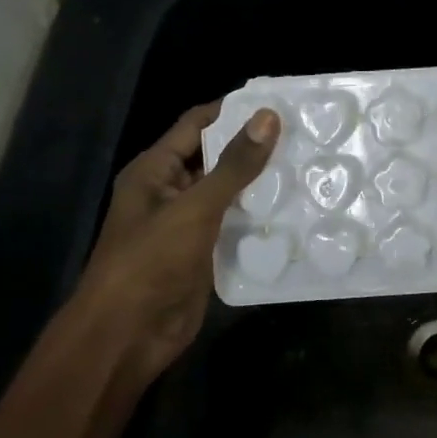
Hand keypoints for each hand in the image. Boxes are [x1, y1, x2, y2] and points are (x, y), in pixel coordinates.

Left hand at [82, 102, 280, 391]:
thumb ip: (234, 166)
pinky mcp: (203, 254)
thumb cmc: (151, 261)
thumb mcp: (195, 207)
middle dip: (254, 149)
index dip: (233, 112)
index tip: (279, 104)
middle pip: (215, 159)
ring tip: (309, 169)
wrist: (127, 334)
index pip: (197, 125)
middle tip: (305, 137)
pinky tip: (295, 213)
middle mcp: (170, 191)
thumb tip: (268, 117)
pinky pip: (233, 227)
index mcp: (155, 170)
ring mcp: (187, 225)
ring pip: (228, 195)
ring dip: (261, 186)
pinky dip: (258, 219)